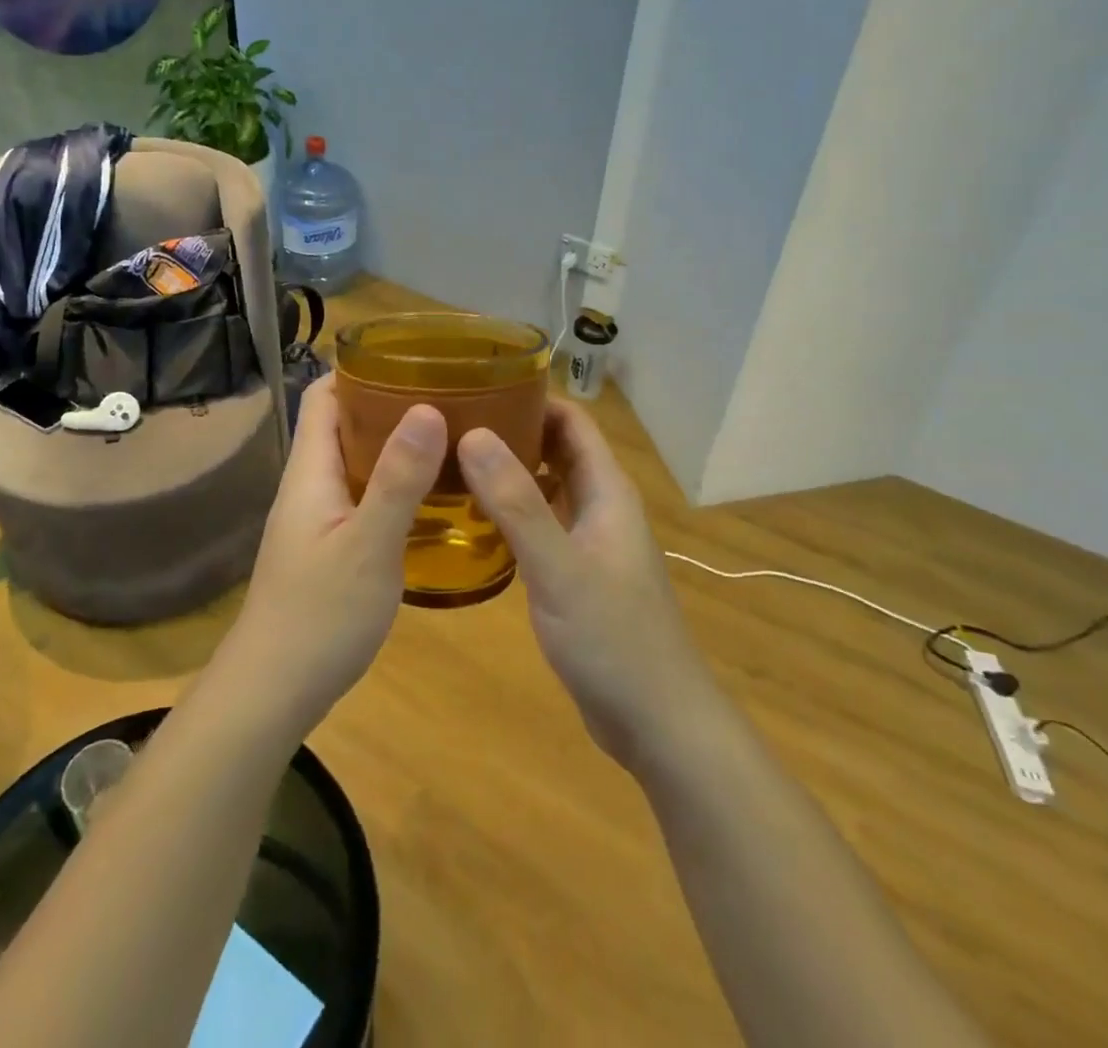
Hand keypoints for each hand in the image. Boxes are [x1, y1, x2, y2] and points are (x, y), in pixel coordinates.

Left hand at [225, 375, 445, 732]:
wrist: (275, 689)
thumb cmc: (319, 614)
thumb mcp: (368, 545)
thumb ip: (397, 479)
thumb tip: (427, 408)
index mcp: (311, 470)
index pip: (324, 396)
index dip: (359, 369)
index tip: (413, 358)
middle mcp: (311, 485)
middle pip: (345, 425)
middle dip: (390, 403)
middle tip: (450, 396)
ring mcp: (319, 518)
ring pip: (357, 462)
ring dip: (397, 445)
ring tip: (452, 436)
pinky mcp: (331, 547)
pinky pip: (365, 496)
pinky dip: (396, 484)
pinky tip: (435, 496)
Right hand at [459, 402, 712, 769]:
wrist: (657, 722)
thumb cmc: (613, 638)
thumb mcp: (558, 567)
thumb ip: (517, 502)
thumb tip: (473, 434)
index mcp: (607, 491)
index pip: (572, 421)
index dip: (532, 396)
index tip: (479, 384)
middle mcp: (600, 507)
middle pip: (556, 449)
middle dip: (511, 430)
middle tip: (451, 423)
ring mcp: (589, 542)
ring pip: (545, 488)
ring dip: (507, 472)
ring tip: (450, 463)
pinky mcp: (576, 574)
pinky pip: (540, 525)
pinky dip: (510, 512)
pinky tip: (471, 521)